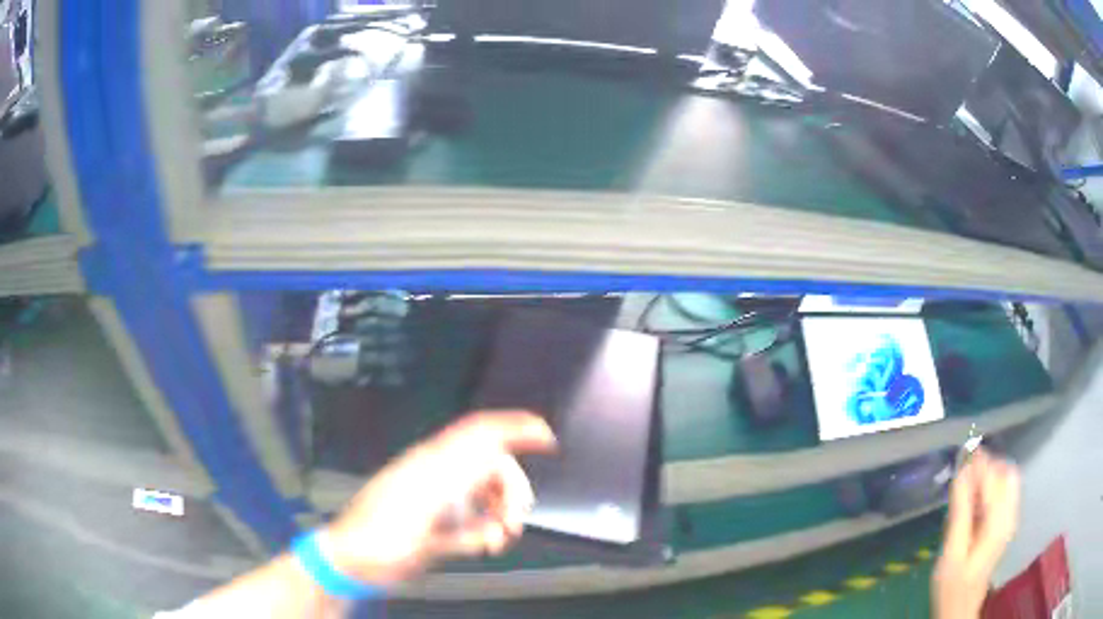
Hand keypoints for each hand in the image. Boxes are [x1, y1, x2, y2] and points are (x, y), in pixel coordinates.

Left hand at [323, 411, 556, 586]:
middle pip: (491, 465)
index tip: (547, 438)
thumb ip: (463, 504)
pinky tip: (485, 541)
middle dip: (513, 490)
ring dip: (502, 510)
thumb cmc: (379, 545)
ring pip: (485, 488)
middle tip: (515, 521)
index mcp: (433, 468)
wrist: (349, 559)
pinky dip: (487, 523)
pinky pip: (474, 509)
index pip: (481, 433)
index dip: (516, 427)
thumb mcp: (423, 528)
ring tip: (501, 537)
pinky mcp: (434, 513)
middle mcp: (436, 474)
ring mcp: (435, 494)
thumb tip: (497, 479)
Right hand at [932, 448, 1020, 618]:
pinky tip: (975, 501)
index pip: (995, 476)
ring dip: (989, 476)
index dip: (980, 462)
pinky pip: (1005, 493)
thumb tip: (962, 470)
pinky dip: (991, 488)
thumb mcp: (952, 552)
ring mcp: (1010, 519)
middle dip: (987, 466)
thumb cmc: (953, 584)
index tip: (963, 452)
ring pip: (1007, 481)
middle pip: (1006, 473)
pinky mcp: (1006, 524)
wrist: (961, 608)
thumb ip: (960, 510)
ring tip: (966, 485)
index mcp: (999, 521)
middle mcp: (1010, 514)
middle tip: (963, 470)